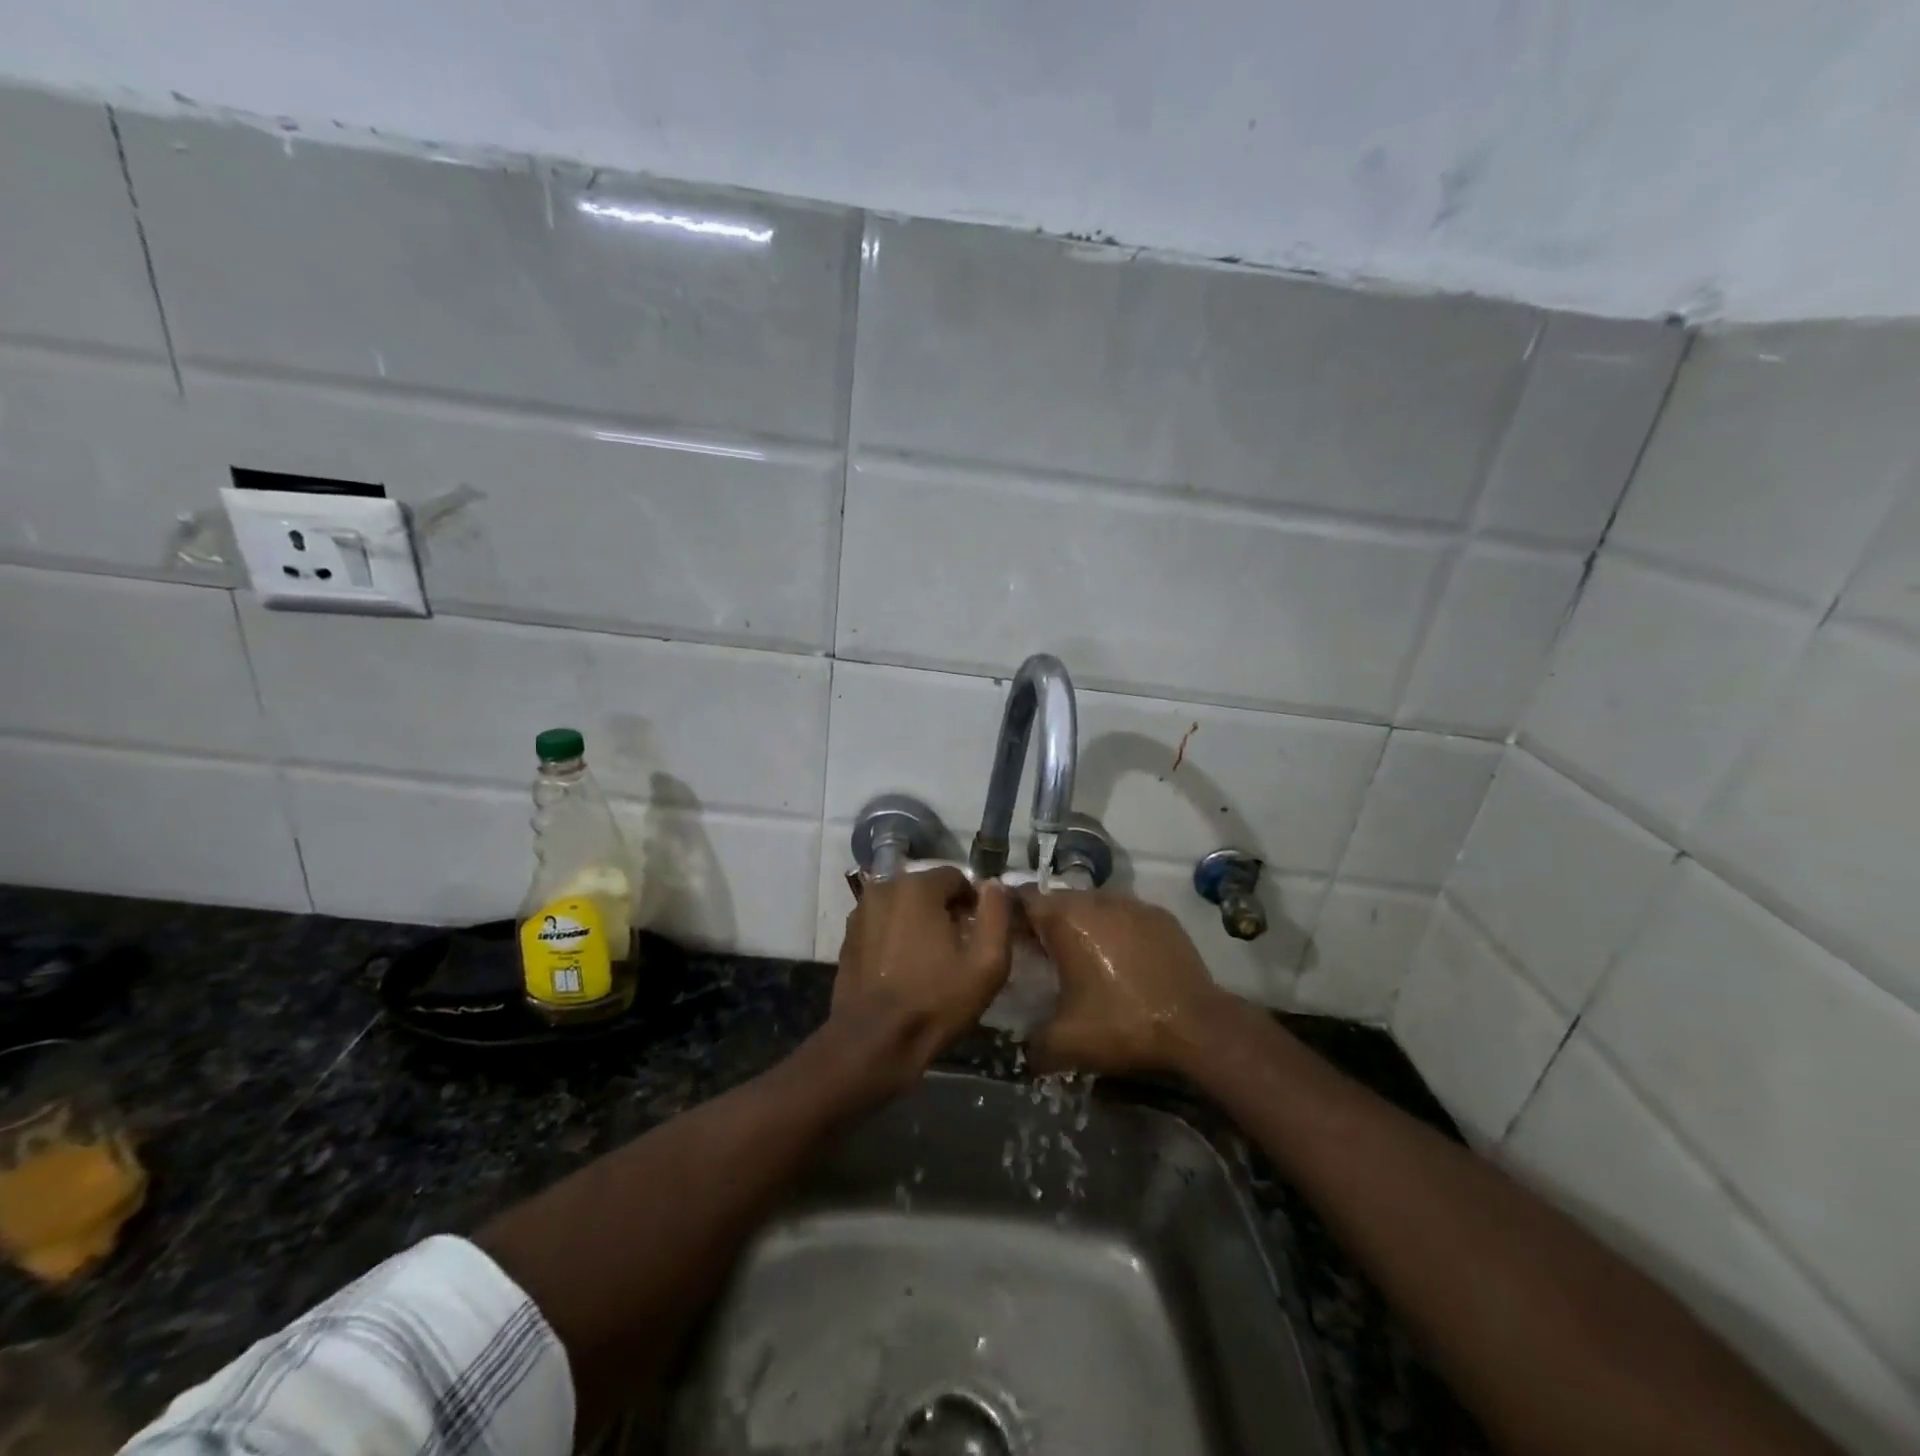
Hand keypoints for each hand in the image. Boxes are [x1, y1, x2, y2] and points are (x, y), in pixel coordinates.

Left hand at [830, 867, 1011, 1091]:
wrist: (874, 1042)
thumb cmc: (935, 1001)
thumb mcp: (986, 962)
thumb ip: (997, 914)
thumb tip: (994, 885)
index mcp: (917, 886)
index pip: (956, 877)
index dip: (973, 903)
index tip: (979, 934)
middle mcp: (884, 887)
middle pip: (928, 889)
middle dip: (946, 911)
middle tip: (958, 949)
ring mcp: (861, 911)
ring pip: (903, 906)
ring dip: (919, 922)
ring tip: (931, 960)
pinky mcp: (849, 936)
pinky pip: (883, 924)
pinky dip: (896, 936)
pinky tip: (905, 968)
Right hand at [1019, 888, 1231, 1074]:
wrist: (1196, 1026)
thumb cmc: (1122, 1024)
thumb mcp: (1065, 1043)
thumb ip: (1031, 1044)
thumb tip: (1020, 1051)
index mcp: (1066, 920)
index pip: (1023, 899)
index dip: (1009, 914)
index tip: (1004, 934)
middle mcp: (1097, 901)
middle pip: (1058, 900)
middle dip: (1045, 921)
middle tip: (1038, 950)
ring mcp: (1132, 904)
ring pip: (1092, 904)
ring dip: (1080, 924)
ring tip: (1079, 954)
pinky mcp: (1159, 916)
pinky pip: (1123, 915)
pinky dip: (1113, 929)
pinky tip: (1118, 958)